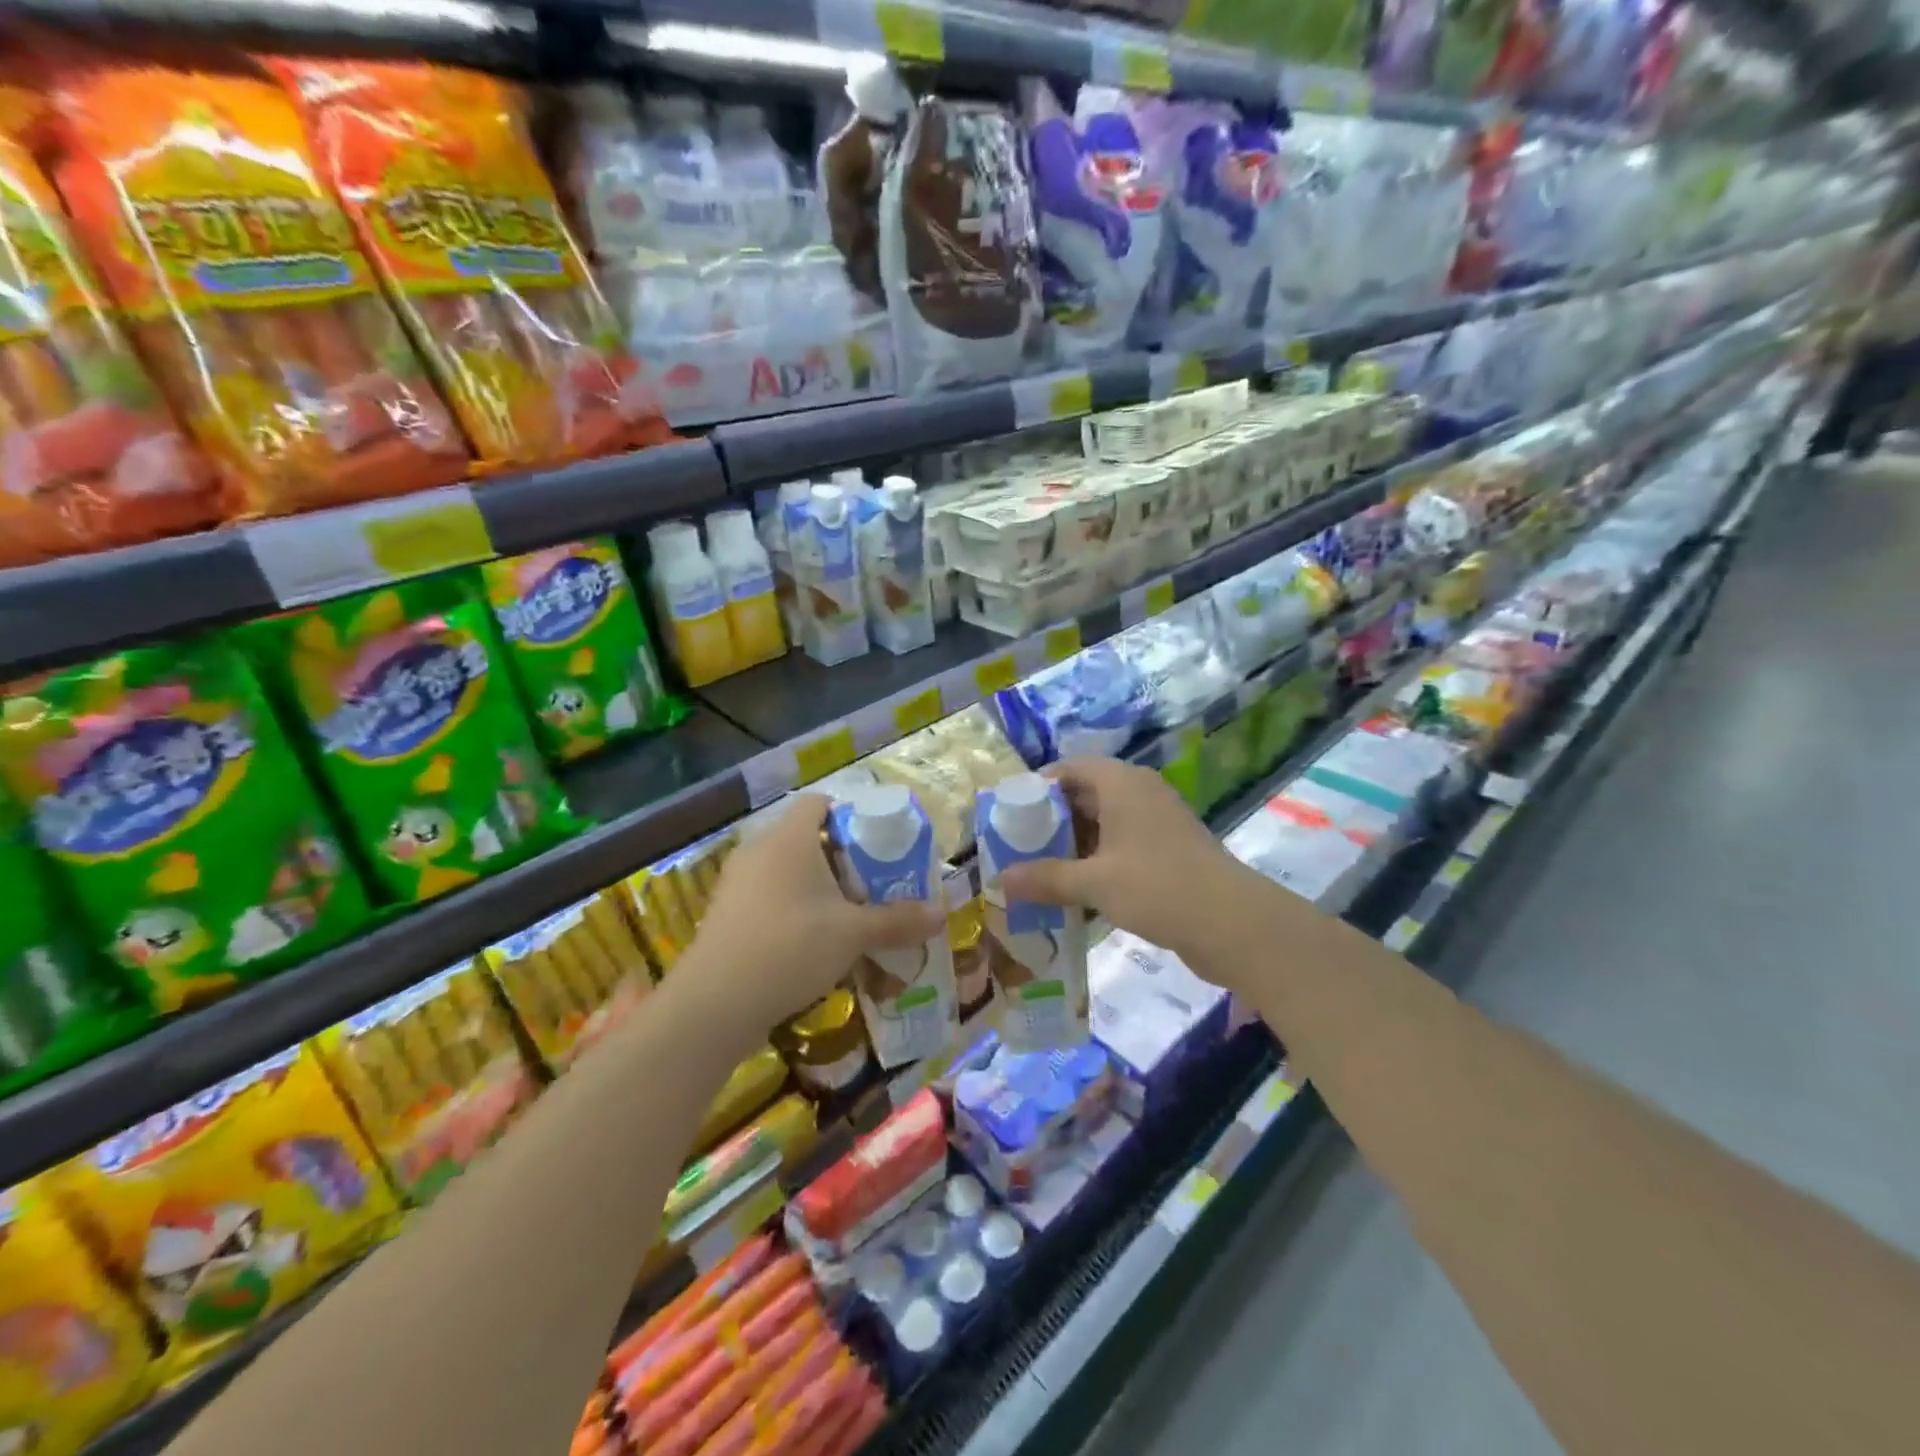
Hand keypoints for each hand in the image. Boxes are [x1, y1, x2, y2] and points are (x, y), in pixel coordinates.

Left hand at [679, 794, 944, 1040]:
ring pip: (785, 869)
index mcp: (790, 838)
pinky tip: (810, 942)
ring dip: (816, 886)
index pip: (818, 803)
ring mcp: (737, 882)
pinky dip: (791, 907)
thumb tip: (941, 915)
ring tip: (845, 915)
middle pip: (805, 837)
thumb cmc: (791, 947)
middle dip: (840, 858)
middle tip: (870, 884)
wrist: (715, 1002)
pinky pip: (767, 895)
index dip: (849, 814)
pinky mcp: (725, 912)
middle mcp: (759, 849)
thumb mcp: (853, 934)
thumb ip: (897, 921)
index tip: (876, 843)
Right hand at [997, 758, 1260, 976]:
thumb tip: (1000, 879)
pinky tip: (1077, 892)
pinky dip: (1097, 862)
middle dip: (1051, 821)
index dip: (1037, 787)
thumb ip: (1046, 878)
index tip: (1009, 814)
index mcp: (1121, 783)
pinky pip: (1121, 846)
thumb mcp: (1094, 883)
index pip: (1068, 768)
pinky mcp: (1168, 851)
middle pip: (1084, 796)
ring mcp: (1157, 822)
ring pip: (1103, 824)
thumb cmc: (1157, 887)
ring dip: (1073, 845)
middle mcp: (1139, 793)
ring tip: (1040, 872)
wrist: (1234, 924)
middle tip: (1018, 847)